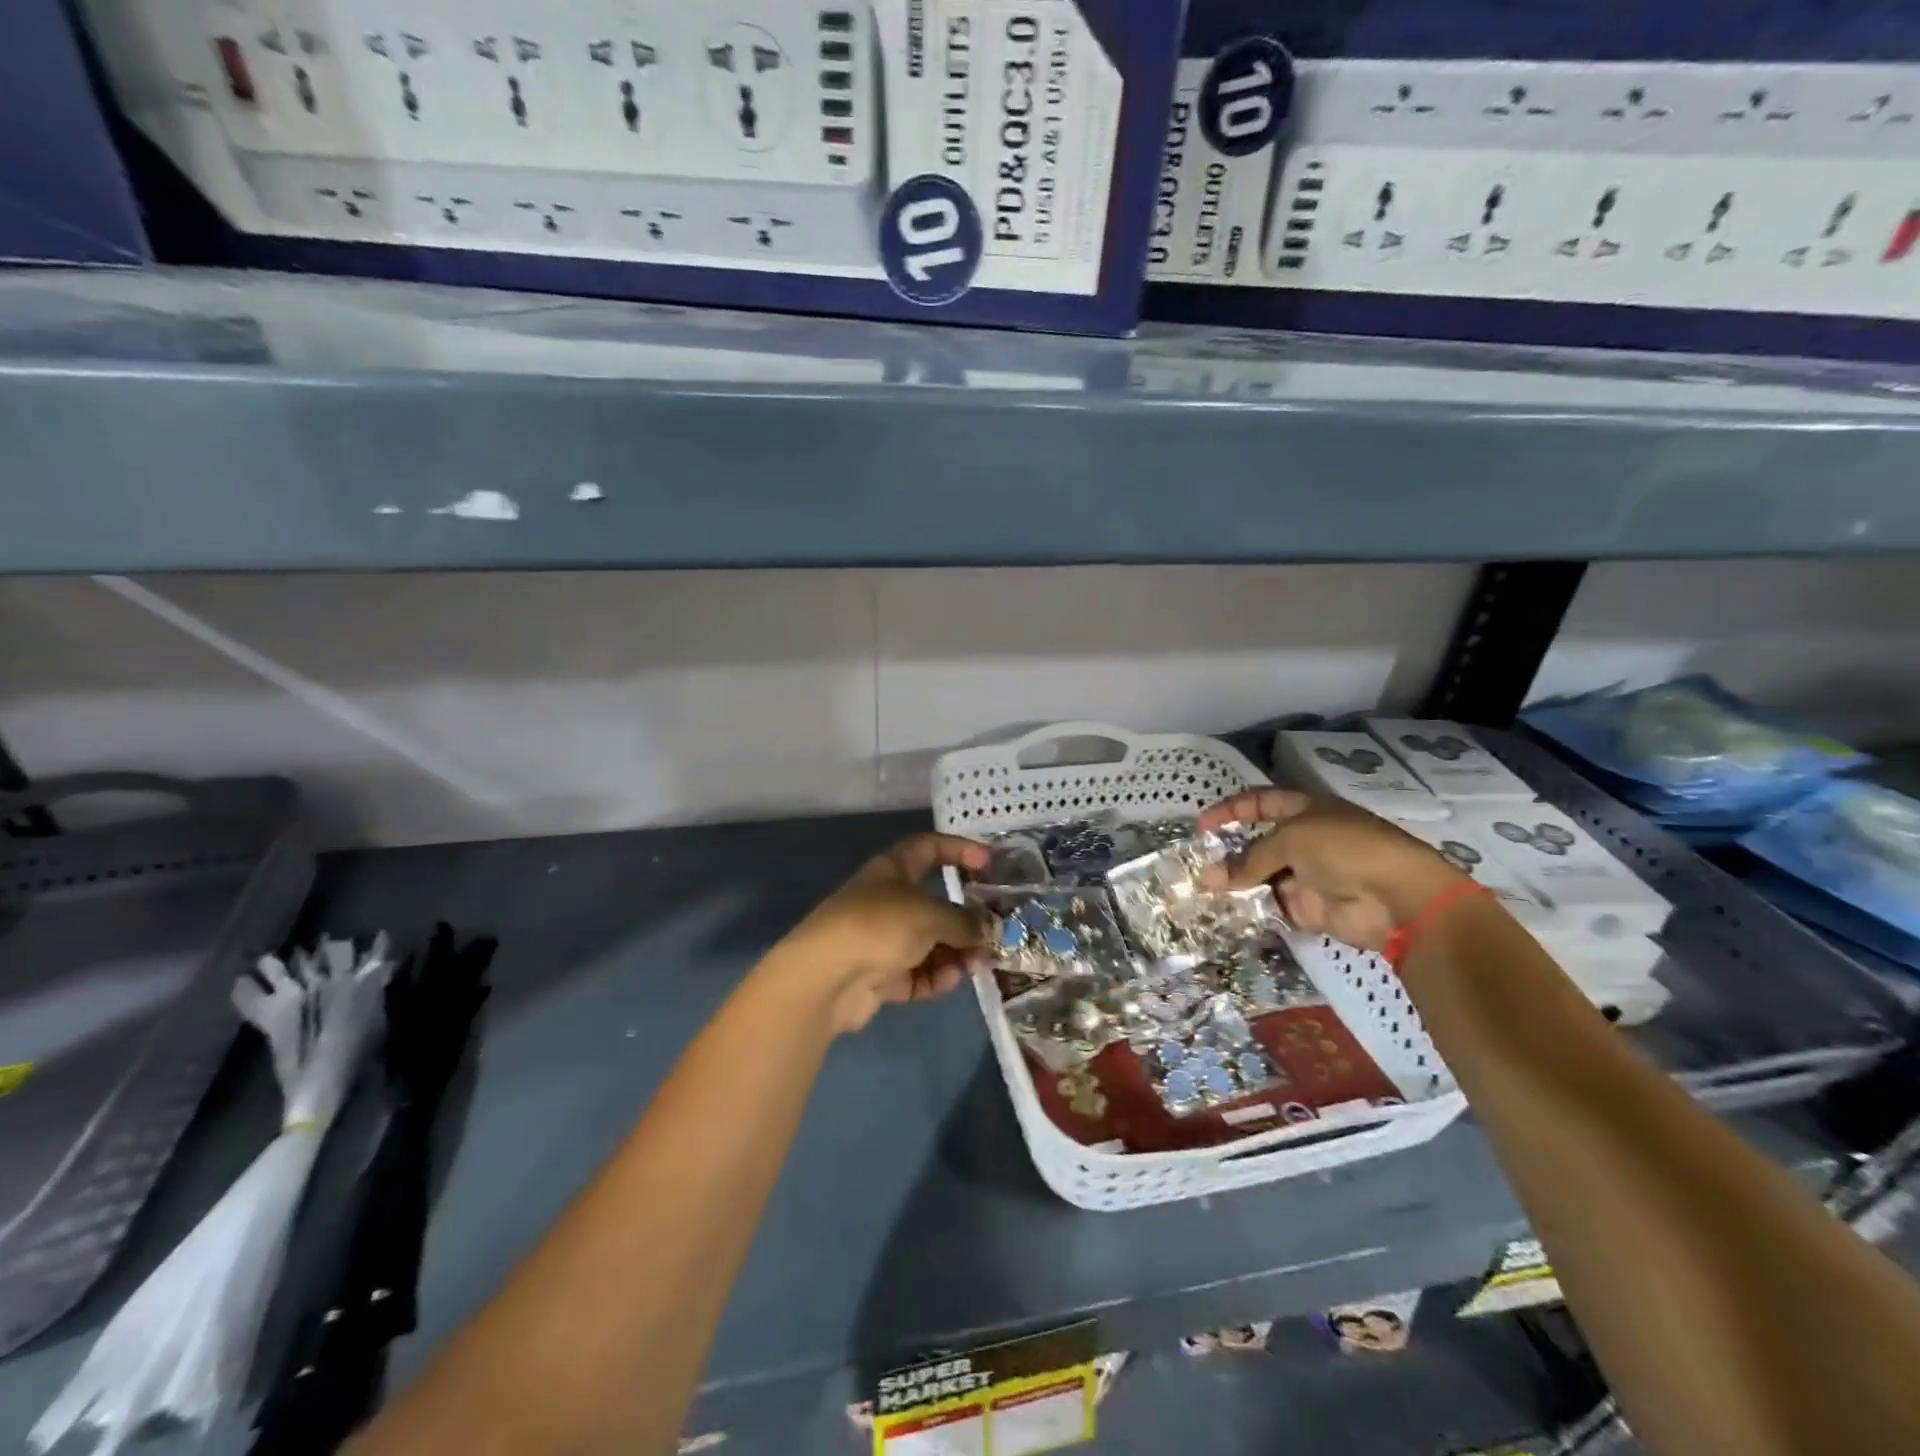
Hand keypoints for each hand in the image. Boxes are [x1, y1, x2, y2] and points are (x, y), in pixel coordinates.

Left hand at [775, 833, 990, 1032]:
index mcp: (893, 870)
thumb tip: (991, 928)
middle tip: (996, 931)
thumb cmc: (879, 927)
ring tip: (979, 964)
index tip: (989, 862)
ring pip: (930, 942)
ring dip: (957, 952)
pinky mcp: (880, 975)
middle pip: (935, 902)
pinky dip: (935, 976)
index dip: (959, 850)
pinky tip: (951, 980)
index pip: (930, 848)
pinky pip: (918, 972)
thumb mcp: (930, 915)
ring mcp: (882, 939)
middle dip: (966, 917)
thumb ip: (966, 921)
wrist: (825, 979)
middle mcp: (888, 900)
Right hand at [1198, 789, 1466, 953]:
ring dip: (1237, 882)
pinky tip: (1229, 909)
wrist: (1397, 898)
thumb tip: (1211, 877)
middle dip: (1230, 852)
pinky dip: (1253, 907)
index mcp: (1307, 811)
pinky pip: (1274, 905)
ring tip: (1207, 889)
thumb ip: (1250, 858)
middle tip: (1200, 863)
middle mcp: (1306, 840)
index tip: (1202, 824)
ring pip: (1263, 876)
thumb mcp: (1291, 839)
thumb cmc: (1345, 849)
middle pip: (1259, 843)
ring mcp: (1309, 875)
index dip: (1233, 809)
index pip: (1262, 802)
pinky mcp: (1311, 908)